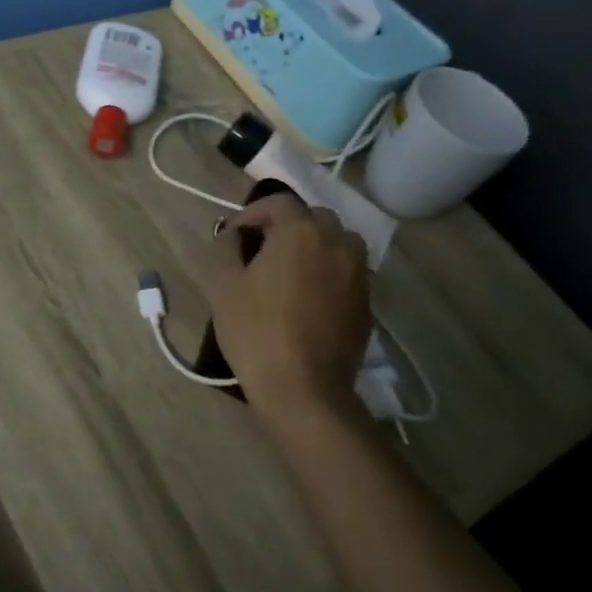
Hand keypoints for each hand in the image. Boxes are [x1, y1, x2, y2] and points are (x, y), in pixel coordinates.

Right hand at [208, 193, 371, 429]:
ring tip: (288, 273)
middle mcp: (338, 242)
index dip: (252, 214)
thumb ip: (226, 247)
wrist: (303, 389)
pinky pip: (346, 272)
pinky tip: (307, 299)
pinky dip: (328, 273)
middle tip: (260, 252)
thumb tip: (233, 234)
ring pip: (336, 243)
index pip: (278, 202)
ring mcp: (359, 273)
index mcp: (301, 231)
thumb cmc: (256, 331)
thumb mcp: (224, 285)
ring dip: (313, 247)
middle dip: (285, 227)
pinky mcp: (367, 302)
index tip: (233, 236)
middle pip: (312, 218)